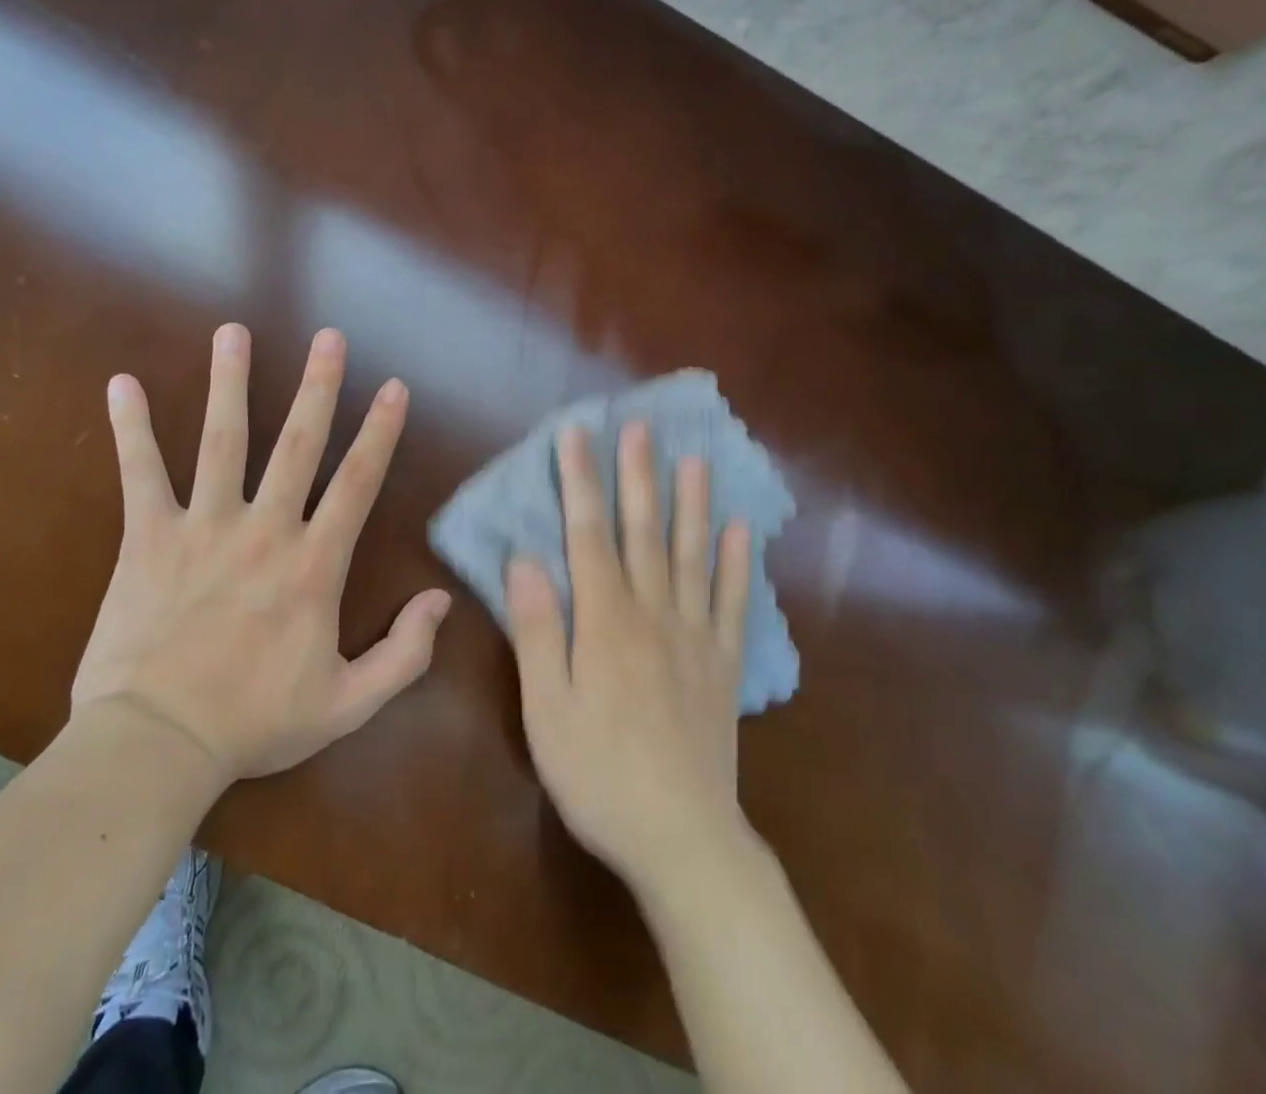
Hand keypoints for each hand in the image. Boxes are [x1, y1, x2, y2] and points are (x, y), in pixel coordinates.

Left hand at [72, 323, 450, 783]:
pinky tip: (123, 384)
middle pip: (298, 444)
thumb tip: (441, 600)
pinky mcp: (148, 538)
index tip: (393, 387)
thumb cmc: (255, 723)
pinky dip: (132, 428)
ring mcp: (204, 527)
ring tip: (234, 332)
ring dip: (231, 383)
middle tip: (331, 337)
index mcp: (313, 565)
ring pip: (223, 441)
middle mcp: (265, 530)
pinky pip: (141, 474)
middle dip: (319, 387)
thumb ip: (404, 653)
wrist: (156, 745)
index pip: (357, 483)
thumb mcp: (348, 704)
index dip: (380, 431)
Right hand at [505, 422, 754, 897]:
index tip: (576, 434)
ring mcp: (695, 636)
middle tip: (639, 427)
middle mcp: (653, 614)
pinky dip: (736, 563)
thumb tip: (524, 560)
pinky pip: (733, 603)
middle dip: (637, 476)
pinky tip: (741, 530)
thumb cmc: (598, 774)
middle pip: (644, 532)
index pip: (588, 535)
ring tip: (695, 459)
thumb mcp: (546, 710)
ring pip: (693, 555)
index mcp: (605, 622)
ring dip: (692, 504)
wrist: (681, 839)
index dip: (580, 481)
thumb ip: (537, 631)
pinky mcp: (723, 664)